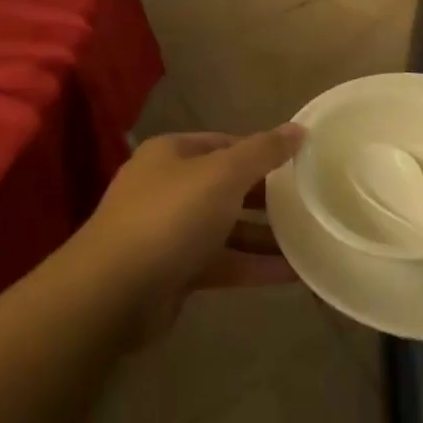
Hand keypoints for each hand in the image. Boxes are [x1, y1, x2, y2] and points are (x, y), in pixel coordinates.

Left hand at [80, 127, 303, 303]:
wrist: (112, 294)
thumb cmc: (171, 217)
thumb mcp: (224, 174)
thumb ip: (263, 151)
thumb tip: (298, 129)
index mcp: (172, 154)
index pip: (226, 143)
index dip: (262, 151)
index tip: (300, 164)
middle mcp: (167, 188)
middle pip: (226, 186)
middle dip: (266, 196)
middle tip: (309, 202)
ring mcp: (168, 232)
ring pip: (226, 228)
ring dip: (264, 235)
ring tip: (310, 239)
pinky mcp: (173, 272)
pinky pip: (221, 262)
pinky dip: (252, 266)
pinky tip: (292, 273)